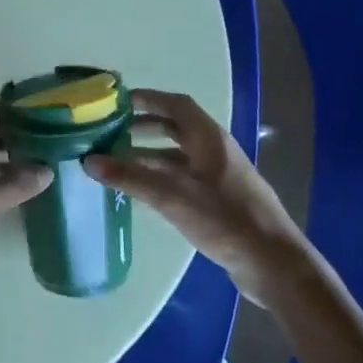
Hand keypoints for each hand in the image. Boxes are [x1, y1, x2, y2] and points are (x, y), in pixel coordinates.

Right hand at [84, 89, 311, 304]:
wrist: (273, 263)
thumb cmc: (225, 219)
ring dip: (149, 155)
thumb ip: (130, 177)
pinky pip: (183, 178)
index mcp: (209, 138)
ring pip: (178, 156)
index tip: (119, 101)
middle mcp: (214, 151)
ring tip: (117, 163)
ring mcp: (219, 177)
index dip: (148, 98)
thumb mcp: (172, 196)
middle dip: (144, 127)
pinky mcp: (219, 201)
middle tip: (112, 132)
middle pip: (176, 128)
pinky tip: (141, 192)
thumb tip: (88, 161)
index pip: (176, 104)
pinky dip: (160, 178)